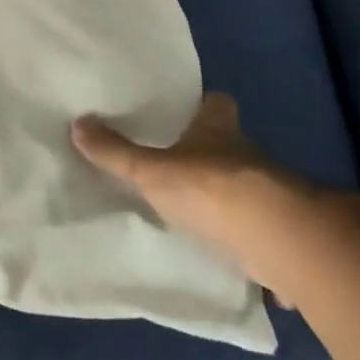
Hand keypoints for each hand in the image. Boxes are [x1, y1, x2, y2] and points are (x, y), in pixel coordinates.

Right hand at [73, 93, 313, 285]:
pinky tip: (235, 256)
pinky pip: (262, 231)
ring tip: (199, 210)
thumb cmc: (210, 188)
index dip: (206, 105)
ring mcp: (270, 193)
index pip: (218, 103)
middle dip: (212, 152)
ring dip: (230, 196)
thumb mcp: (152, 171)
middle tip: (182, 162)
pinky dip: (252, 241)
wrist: (275, 239)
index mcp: (218, 129)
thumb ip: (117, 153)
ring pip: (247, 185)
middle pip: (231, 144)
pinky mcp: (282, 232)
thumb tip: (77, 123)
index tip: (189, 110)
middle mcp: (247, 154)